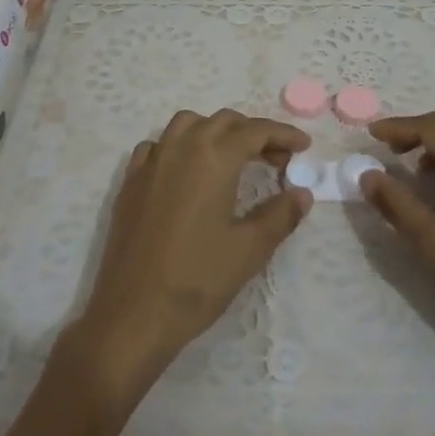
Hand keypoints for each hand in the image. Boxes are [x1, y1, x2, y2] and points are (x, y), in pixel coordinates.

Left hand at [74, 109, 312, 399]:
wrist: (133, 314)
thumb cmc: (197, 279)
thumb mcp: (250, 249)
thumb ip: (280, 215)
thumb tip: (302, 193)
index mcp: (214, 156)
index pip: (256, 131)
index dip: (283, 134)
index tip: (304, 146)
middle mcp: (181, 147)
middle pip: (223, 121)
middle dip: (254, 133)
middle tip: (277, 159)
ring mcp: (151, 162)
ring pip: (187, 124)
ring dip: (215, 131)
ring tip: (233, 159)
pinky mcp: (130, 181)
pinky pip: (158, 146)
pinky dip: (180, 147)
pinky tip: (187, 173)